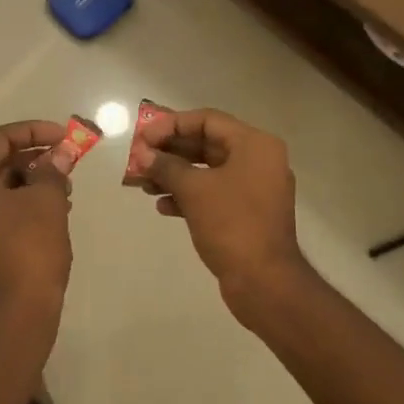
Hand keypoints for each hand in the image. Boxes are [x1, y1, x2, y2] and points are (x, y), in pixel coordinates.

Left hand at [0, 120, 73, 345]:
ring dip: (31, 180)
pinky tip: (53, 210)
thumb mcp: (47, 201)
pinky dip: (22, 202)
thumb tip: (60, 155)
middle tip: (67, 162)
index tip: (64, 137)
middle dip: (34, 158)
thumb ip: (52, 170)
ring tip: (65, 189)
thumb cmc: (30, 248)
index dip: (34, 131)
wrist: (16, 312)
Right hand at [140, 108, 308, 324]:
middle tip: (138, 159)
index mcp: (254, 145)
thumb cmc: (232, 225)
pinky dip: (188, 195)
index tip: (142, 138)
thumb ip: (165, 166)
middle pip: (205, 144)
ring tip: (141, 184)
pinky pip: (213, 193)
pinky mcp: (247, 213)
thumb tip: (142, 154)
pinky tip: (162, 206)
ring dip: (173, 175)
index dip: (170, 126)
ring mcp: (254, 188)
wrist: (265, 282)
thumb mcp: (194, 190)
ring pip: (206, 171)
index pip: (206, 120)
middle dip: (168, 152)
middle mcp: (258, 160)